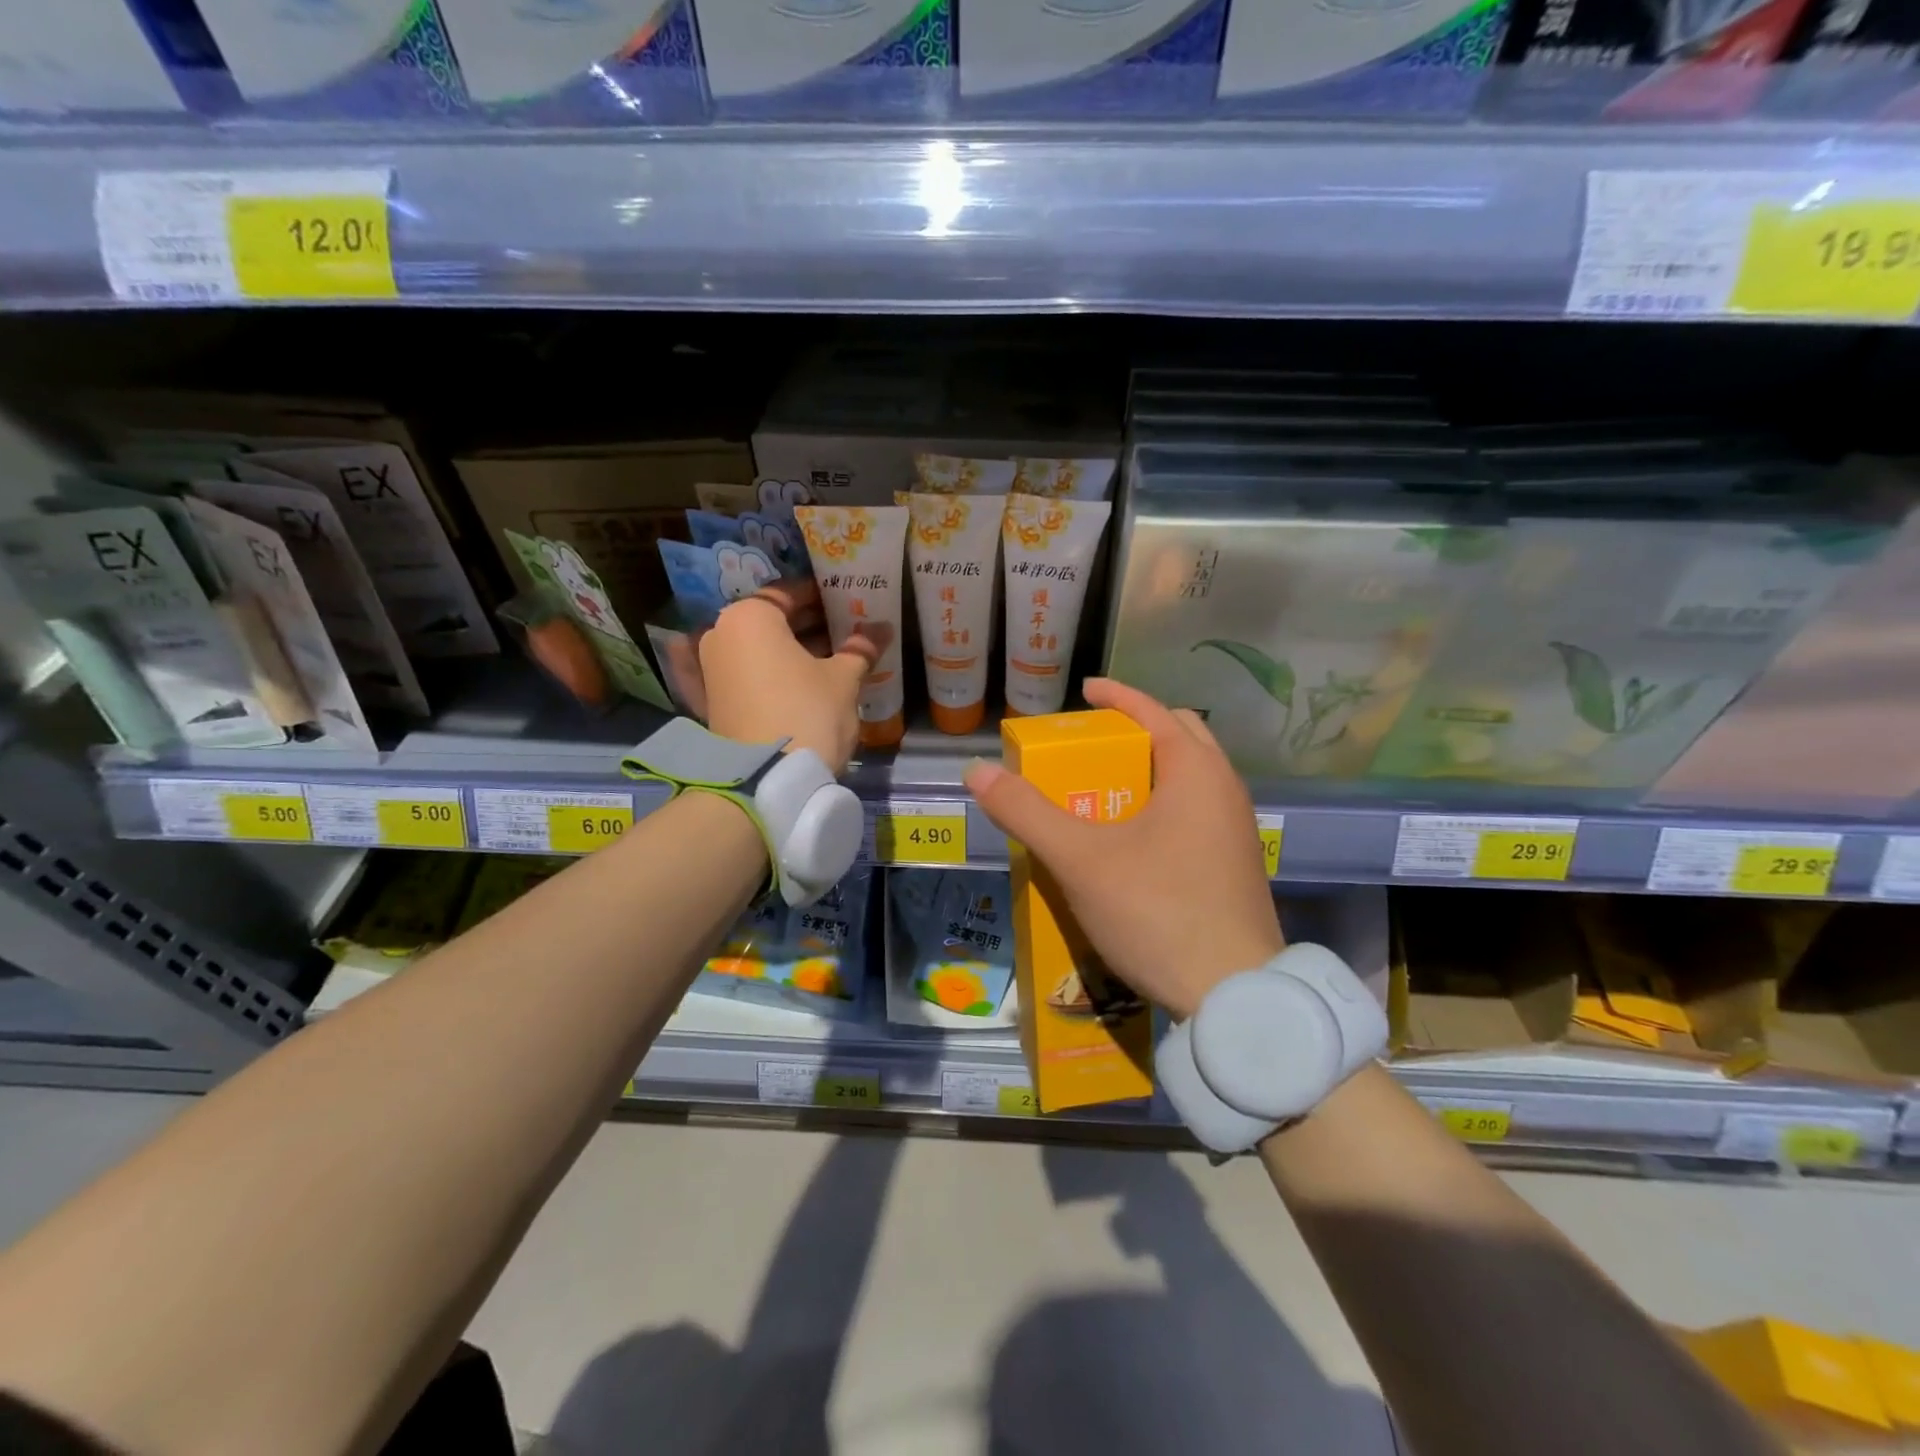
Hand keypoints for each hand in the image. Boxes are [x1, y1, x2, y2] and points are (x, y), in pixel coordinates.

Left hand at [690, 584, 881, 774]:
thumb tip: (882, 628)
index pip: (789, 593)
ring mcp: (711, 670)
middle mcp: (720, 635)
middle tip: (847, 628)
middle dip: (809, 624)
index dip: (823, 595)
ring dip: (793, 650)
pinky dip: (771, 674)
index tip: (849, 599)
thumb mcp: (843, 679)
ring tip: (835, 656)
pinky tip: (800, 679)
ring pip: (760, 649)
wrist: (766, 781)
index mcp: (749, 617)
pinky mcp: (713, 703)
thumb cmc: (807, 713)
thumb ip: (860, 649)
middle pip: (771, 621)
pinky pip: (748, 675)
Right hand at [964, 678, 1282, 1019]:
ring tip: (1104, 792)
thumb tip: (977, 771)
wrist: (1235, 997)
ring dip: (1149, 770)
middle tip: (1092, 747)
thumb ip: (1026, 812)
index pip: (1153, 711)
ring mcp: (1237, 830)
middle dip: (1136, 731)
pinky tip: (1131, 841)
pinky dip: (1163, 804)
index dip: (1116, 696)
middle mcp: (1225, 789)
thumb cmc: (1157, 911)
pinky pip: (1196, 812)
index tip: (1084, 691)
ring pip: (1190, 778)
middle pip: (1179, 737)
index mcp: (1196, 771)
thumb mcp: (1080, 859)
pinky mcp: (1235, 865)